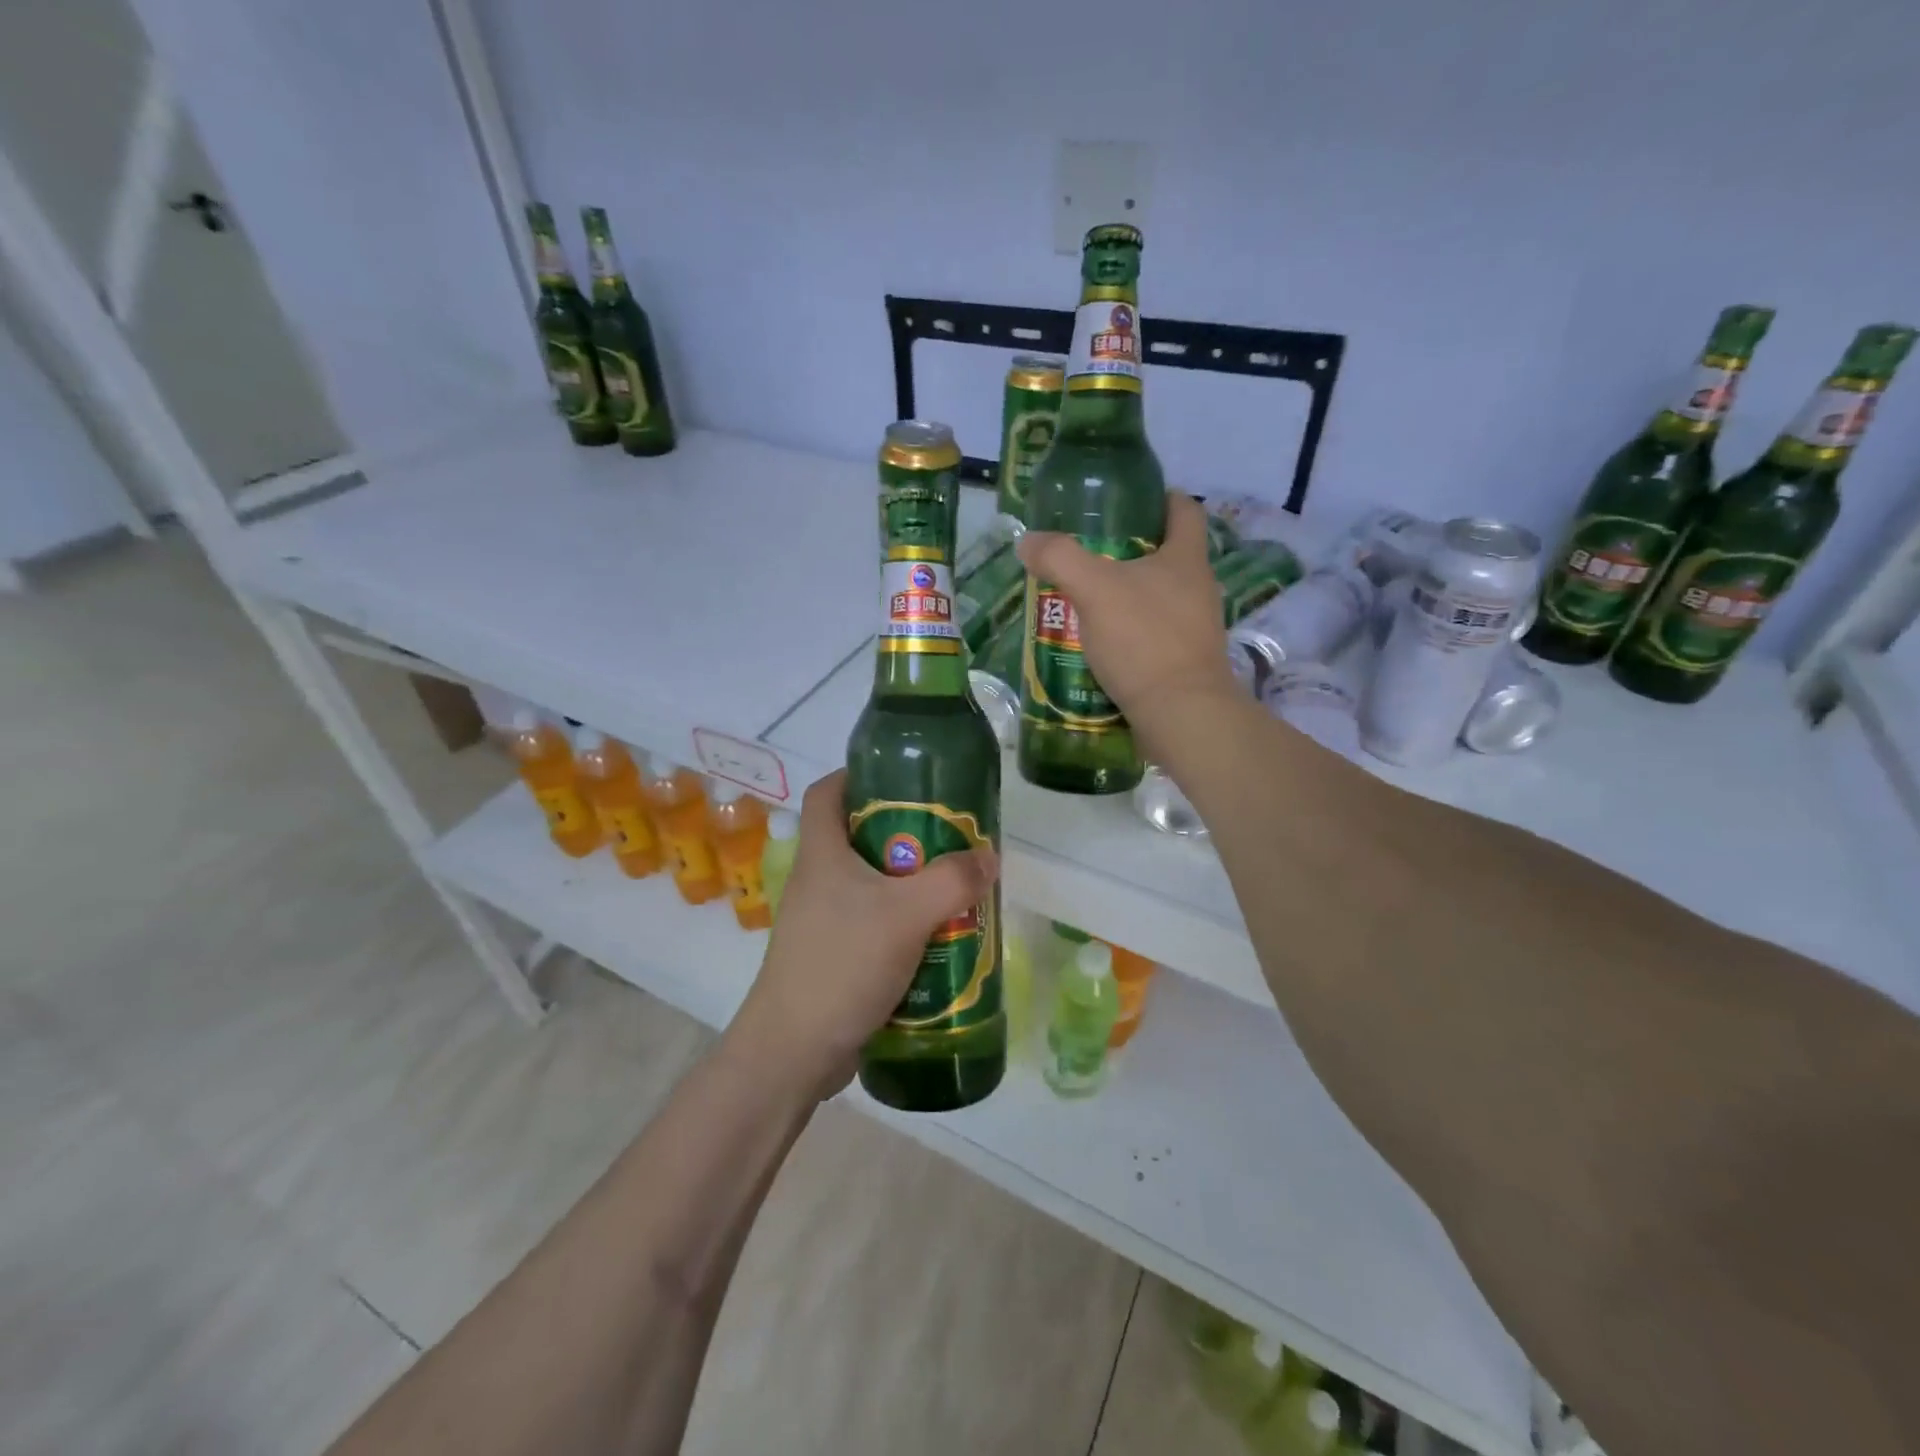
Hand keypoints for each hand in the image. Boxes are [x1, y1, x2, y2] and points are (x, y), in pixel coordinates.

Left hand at [728, 770, 998, 1100]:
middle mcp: (816, 879)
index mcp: (821, 853)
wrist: (794, 1050)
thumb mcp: (906, 914)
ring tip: (953, 887)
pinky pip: (872, 923)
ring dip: (909, 883)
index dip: (858, 774)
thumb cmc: (842, 964)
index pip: (827, 791)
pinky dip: (902, 922)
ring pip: (870, 883)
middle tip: (948, 838)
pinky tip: (936, 937)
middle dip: (904, 833)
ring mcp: (822, 920)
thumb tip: (989, 857)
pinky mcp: (832, 954)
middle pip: (858, 836)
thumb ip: (952, 881)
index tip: (902, 778)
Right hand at [1015, 492, 1238, 756]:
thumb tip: (1028, 541)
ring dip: (1123, 596)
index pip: (1183, 509)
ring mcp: (1193, 627)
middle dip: (1126, 552)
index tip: (1124, 503)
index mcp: (1186, 558)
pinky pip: (1151, 634)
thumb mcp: (1094, 590)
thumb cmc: (1144, 640)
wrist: (1180, 714)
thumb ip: (1060, 558)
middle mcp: (1198, 587)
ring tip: (1082, 600)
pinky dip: (1126, 633)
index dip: (1157, 498)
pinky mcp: (1183, 661)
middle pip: (1165, 554)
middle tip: (1085, 555)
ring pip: (1155, 597)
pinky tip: (1096, 643)